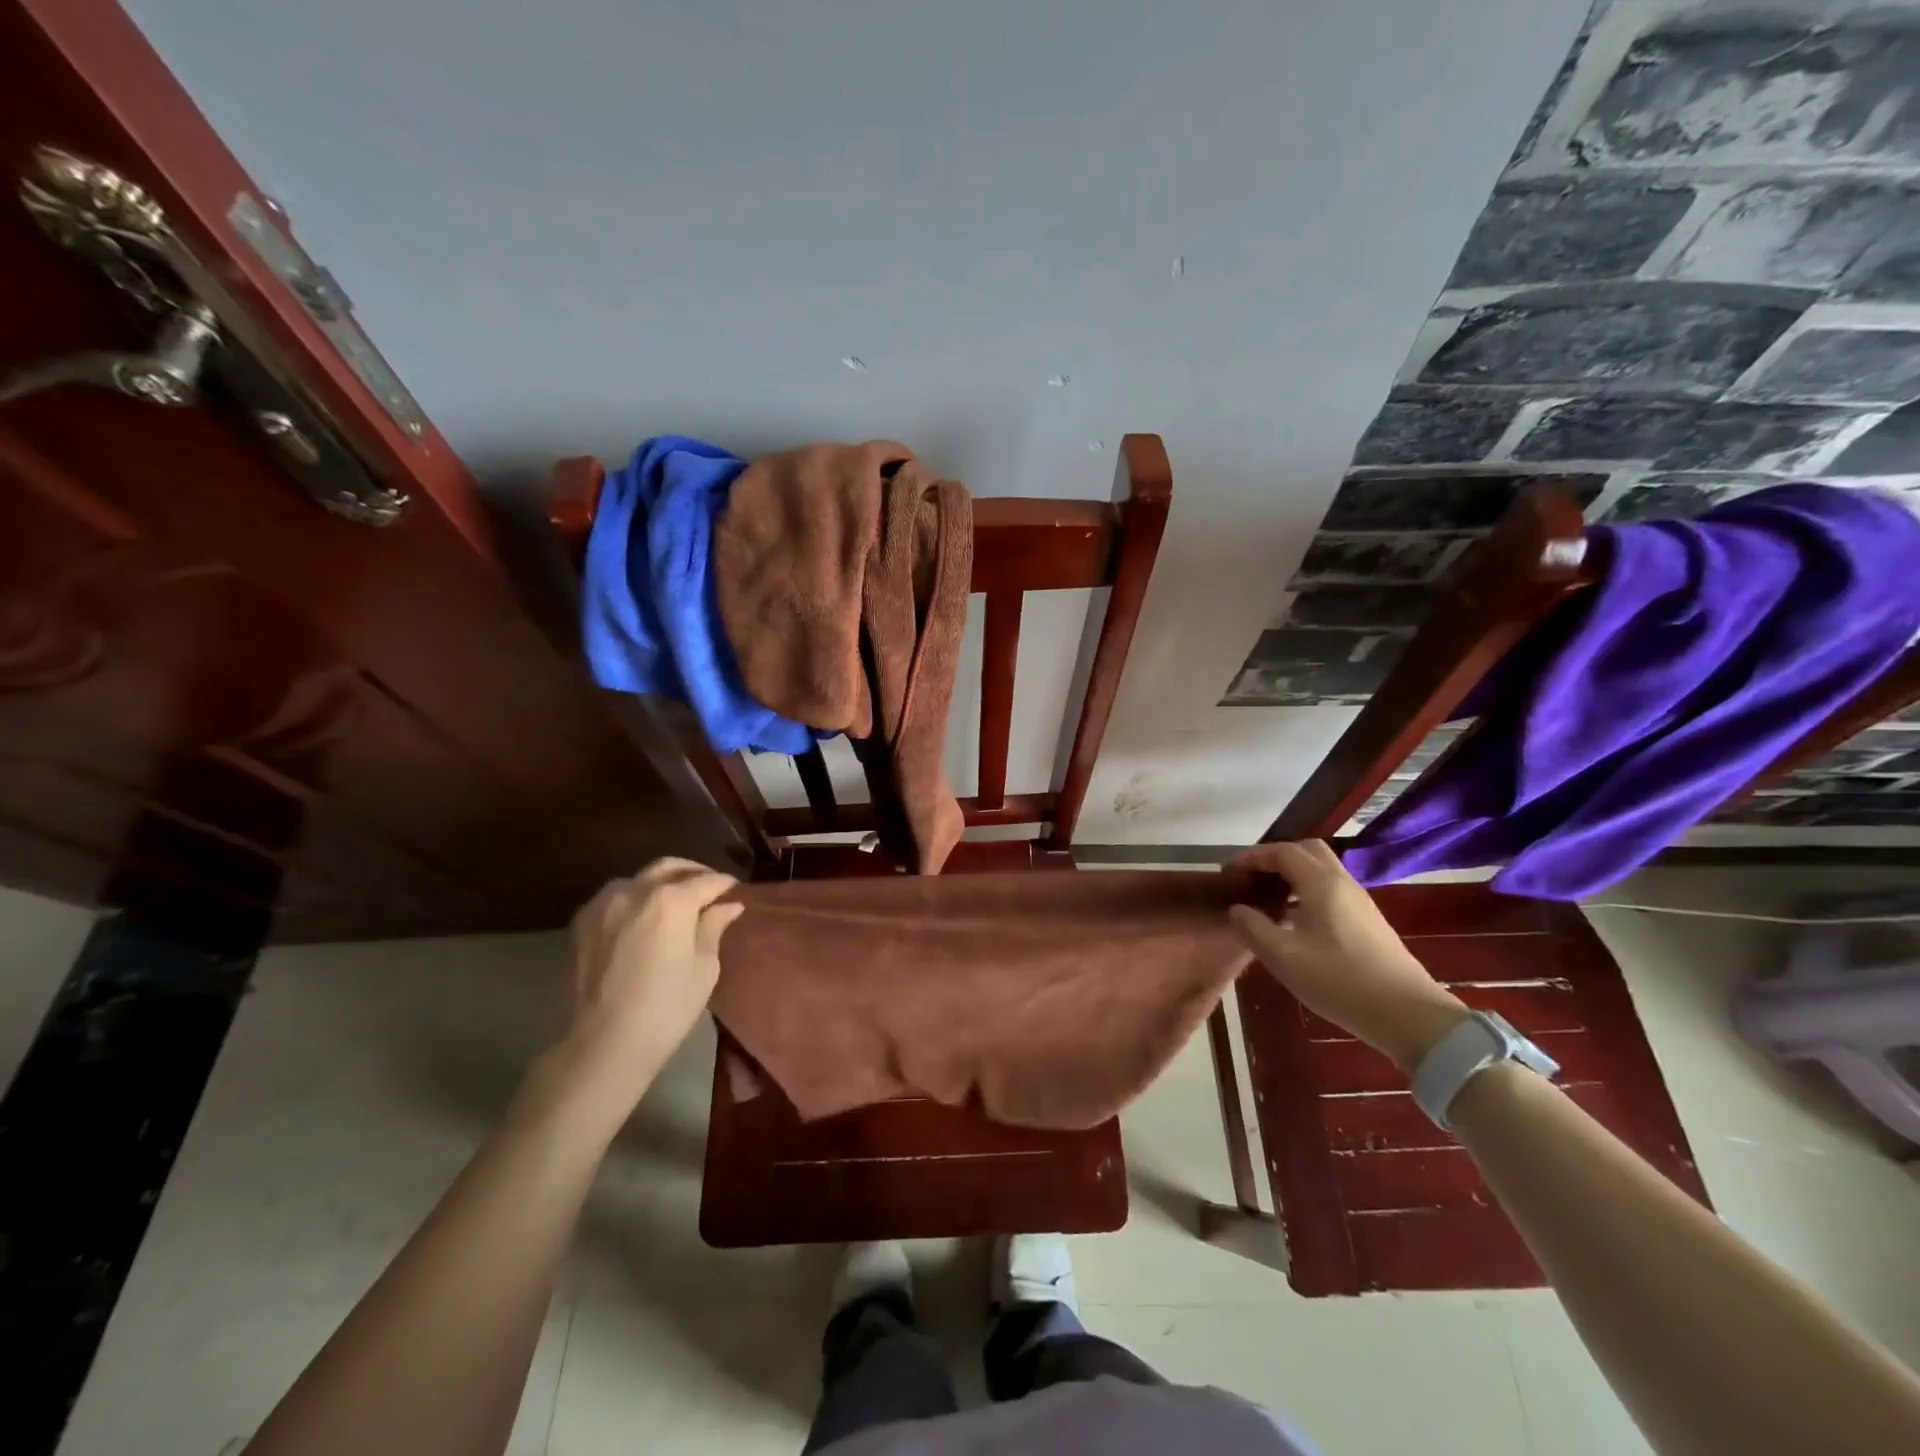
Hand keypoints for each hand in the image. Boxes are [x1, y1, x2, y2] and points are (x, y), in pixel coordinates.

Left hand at [557, 858, 743, 1103]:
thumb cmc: (666, 1008)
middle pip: (670, 867)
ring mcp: (604, 903)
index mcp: (671, 900)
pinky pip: (614, 896)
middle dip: (694, 873)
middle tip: (709, 889)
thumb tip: (728, 905)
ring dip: (661, 883)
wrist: (603, 1044)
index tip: (736, 892)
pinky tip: (643, 918)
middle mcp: (635, 890)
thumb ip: (713, 927)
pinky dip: (634, 898)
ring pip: (639, 878)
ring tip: (675, 902)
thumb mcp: (704, 967)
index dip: (725, 885)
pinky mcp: (582, 921)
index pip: (707, 881)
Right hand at [1227, 840, 1467, 1072]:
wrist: (1407, 1015)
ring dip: (1292, 874)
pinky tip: (1295, 921)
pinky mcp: (1368, 921)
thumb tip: (1238, 909)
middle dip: (1275, 858)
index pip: (1282, 852)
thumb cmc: (1339, 981)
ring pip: (1322, 870)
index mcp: (1320, 883)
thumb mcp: (1283, 957)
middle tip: (1252, 879)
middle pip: (1307, 850)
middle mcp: (1342, 883)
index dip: (1252, 857)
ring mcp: (1359, 901)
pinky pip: (1331, 889)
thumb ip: (1253, 927)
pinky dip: (1307, 891)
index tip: (1229, 872)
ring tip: (1268, 899)